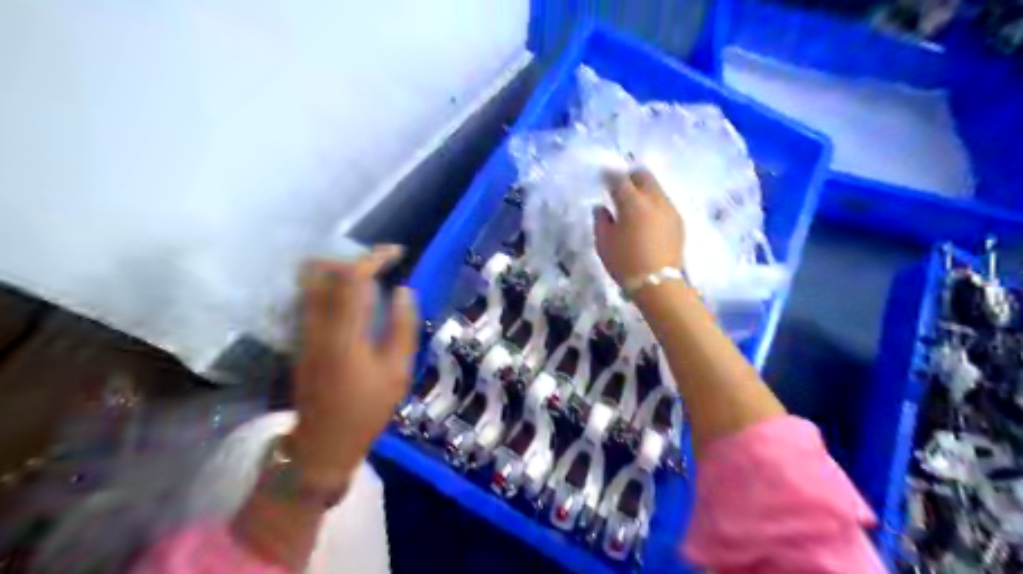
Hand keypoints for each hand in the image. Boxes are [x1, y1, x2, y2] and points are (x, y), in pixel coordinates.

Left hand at [285, 244, 415, 486]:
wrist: (322, 443)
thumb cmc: (366, 410)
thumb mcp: (397, 372)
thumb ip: (402, 327)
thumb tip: (403, 291)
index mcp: (344, 333)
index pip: (352, 278)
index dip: (375, 258)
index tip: (397, 253)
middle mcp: (316, 325)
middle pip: (320, 271)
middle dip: (350, 259)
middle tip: (378, 267)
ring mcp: (303, 332)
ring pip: (310, 283)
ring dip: (338, 272)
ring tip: (368, 281)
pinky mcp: (300, 340)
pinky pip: (311, 299)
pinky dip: (331, 288)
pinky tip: (354, 303)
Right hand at [596, 169, 680, 284]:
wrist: (658, 283)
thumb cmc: (625, 263)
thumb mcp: (603, 243)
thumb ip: (601, 221)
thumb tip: (602, 208)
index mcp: (632, 203)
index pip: (619, 180)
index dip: (609, 176)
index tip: (603, 177)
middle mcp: (654, 200)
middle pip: (644, 175)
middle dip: (631, 176)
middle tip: (621, 186)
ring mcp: (669, 209)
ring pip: (656, 187)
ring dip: (644, 189)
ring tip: (634, 203)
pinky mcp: (678, 220)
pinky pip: (664, 202)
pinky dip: (653, 203)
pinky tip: (647, 217)